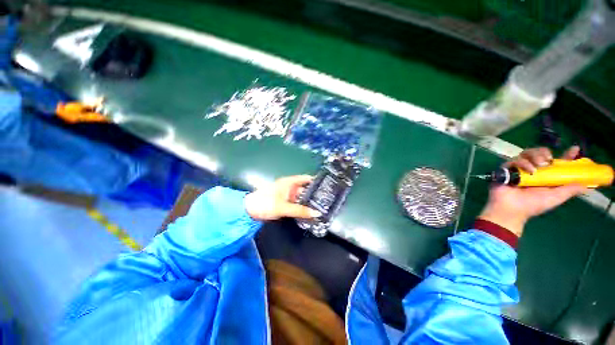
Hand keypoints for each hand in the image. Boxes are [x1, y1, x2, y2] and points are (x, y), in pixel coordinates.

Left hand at [244, 175, 321, 220]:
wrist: (249, 210)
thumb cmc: (266, 203)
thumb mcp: (283, 207)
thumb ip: (300, 210)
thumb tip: (317, 213)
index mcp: (289, 182)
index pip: (306, 178)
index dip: (316, 181)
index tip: (327, 186)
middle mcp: (289, 186)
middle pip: (305, 188)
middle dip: (314, 193)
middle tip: (327, 199)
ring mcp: (287, 194)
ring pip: (301, 197)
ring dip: (308, 201)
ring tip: (321, 206)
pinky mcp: (284, 202)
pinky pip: (296, 203)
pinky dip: (302, 206)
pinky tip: (309, 211)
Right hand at [479, 146, 587, 236]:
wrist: (510, 209)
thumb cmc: (532, 205)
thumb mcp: (555, 198)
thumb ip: (569, 190)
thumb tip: (587, 185)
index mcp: (546, 176)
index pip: (557, 162)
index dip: (566, 155)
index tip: (574, 149)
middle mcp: (533, 170)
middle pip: (539, 152)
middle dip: (544, 152)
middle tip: (548, 160)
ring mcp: (519, 169)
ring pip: (527, 153)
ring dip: (535, 156)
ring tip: (539, 165)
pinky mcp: (507, 169)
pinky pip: (515, 160)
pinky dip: (523, 163)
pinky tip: (529, 170)